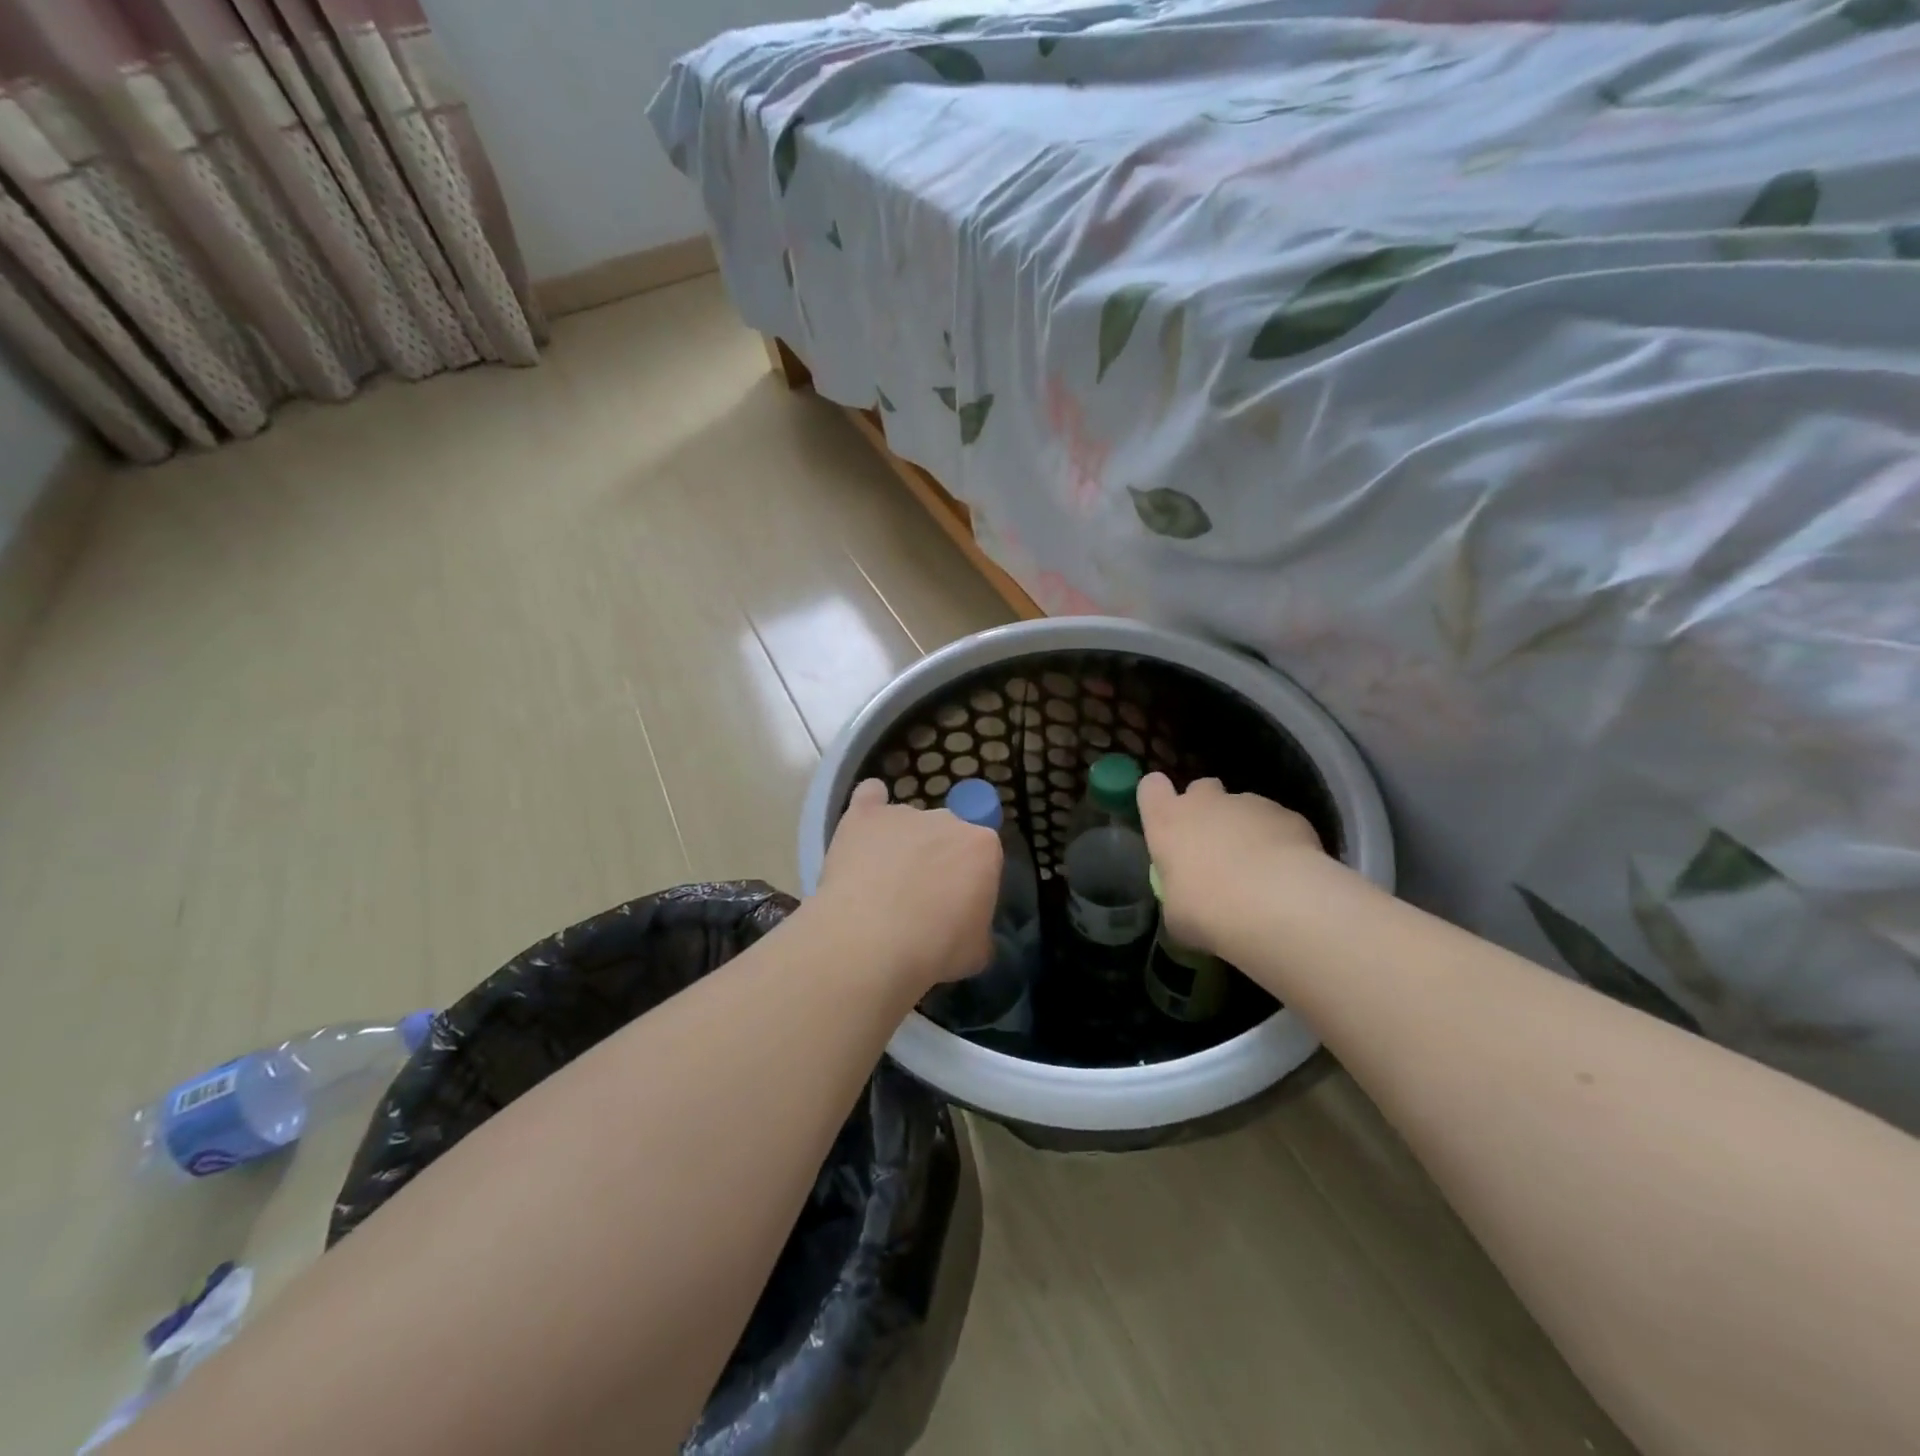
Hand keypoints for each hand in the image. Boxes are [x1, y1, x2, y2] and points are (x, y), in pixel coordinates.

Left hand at [810, 779, 1001, 995]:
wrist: (871, 942)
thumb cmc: (934, 950)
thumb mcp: (977, 951)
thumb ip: (978, 928)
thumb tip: (968, 927)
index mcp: (984, 847)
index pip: (983, 855)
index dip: (969, 880)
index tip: (955, 905)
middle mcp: (948, 819)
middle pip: (947, 833)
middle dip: (936, 859)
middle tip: (918, 897)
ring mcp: (904, 813)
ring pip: (908, 822)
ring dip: (901, 843)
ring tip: (880, 881)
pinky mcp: (865, 815)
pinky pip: (870, 796)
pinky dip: (870, 805)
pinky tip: (864, 825)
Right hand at [1137, 774, 1325, 953]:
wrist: (1277, 904)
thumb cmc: (1207, 910)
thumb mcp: (1176, 914)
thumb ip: (1178, 893)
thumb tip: (1187, 900)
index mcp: (1167, 822)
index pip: (1151, 787)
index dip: (1158, 798)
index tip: (1166, 818)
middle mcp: (1205, 803)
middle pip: (1201, 788)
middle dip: (1207, 809)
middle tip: (1215, 844)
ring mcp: (1249, 803)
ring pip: (1243, 806)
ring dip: (1245, 828)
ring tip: (1259, 868)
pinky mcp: (1288, 814)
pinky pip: (1278, 823)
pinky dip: (1280, 841)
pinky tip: (1288, 875)